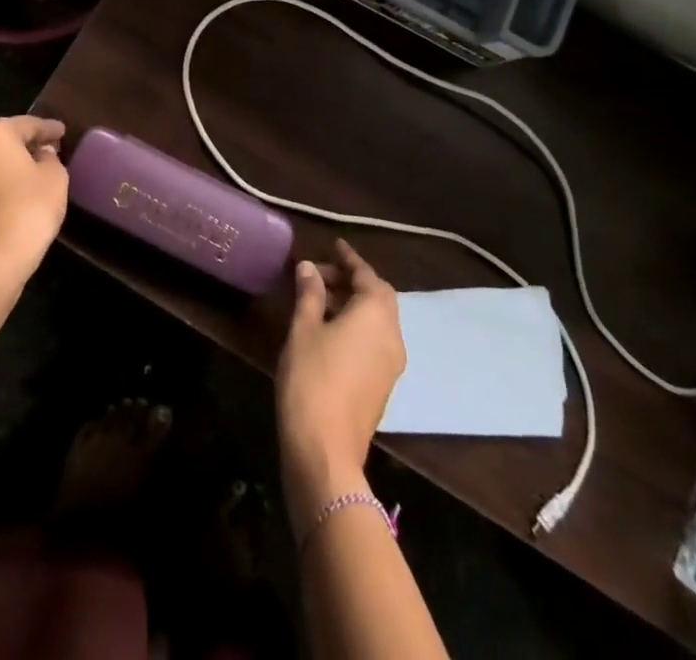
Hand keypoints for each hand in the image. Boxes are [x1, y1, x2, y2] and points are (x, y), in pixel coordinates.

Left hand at [0, 116, 69, 277]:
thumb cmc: (28, 208)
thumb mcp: (55, 177)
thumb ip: (50, 158)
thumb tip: (42, 153)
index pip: (27, 124)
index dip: (49, 129)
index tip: (63, 132)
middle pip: (2, 139)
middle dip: (24, 143)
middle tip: (48, 149)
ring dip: (6, 164)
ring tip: (30, 173)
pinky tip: (11, 194)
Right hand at [274, 239, 406, 533]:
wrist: (325, 451)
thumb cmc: (312, 378)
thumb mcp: (303, 329)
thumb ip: (309, 294)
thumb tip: (308, 267)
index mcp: (376, 314)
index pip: (365, 274)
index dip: (348, 258)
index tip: (333, 244)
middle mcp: (392, 334)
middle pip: (377, 296)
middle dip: (350, 281)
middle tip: (319, 275)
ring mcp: (392, 363)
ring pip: (377, 320)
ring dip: (353, 304)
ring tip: (318, 301)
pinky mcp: (383, 385)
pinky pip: (375, 341)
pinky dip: (357, 326)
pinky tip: (328, 332)